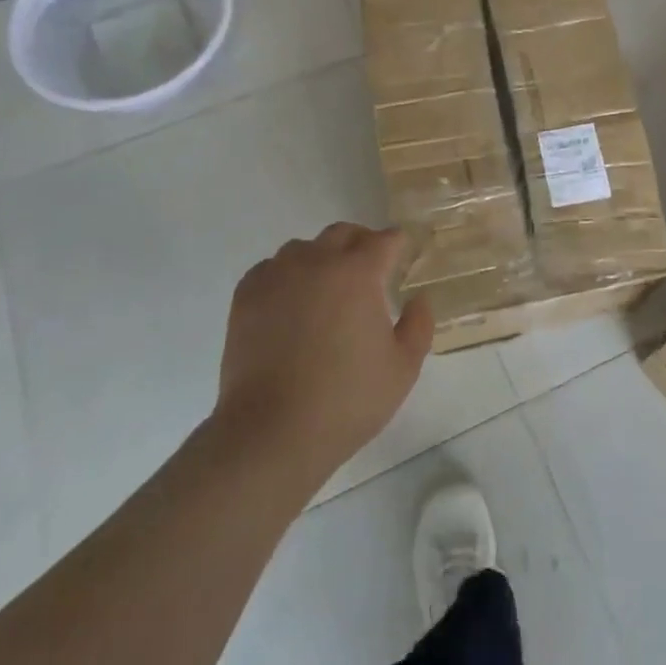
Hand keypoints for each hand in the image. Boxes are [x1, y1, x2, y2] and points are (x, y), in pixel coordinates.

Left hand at [216, 224, 432, 490]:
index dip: (399, 244)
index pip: (385, 240)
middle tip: (371, 270)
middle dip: (362, 243)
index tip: (404, 256)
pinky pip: (271, 269)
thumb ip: (419, 325)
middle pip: (343, 233)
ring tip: (327, 290)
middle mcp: (316, 262)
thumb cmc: (347, 399)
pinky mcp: (246, 296)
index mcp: (358, 273)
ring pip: (303, 248)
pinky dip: (286, 276)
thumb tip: (419, 298)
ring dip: (321, 259)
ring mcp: (276, 276)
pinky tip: (291, 304)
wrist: (272, 431)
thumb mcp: (403, 368)